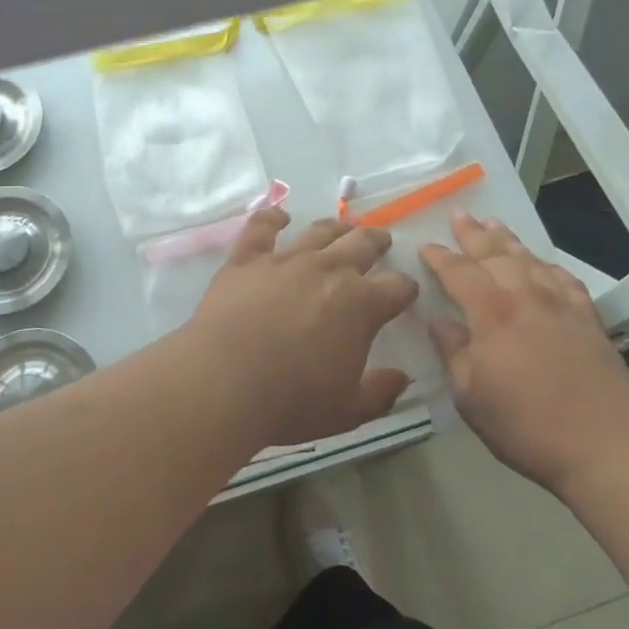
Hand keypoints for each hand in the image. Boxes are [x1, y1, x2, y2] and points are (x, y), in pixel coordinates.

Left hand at [188, 209, 419, 446]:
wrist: (224, 384)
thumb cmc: (291, 402)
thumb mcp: (347, 411)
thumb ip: (380, 392)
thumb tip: (401, 378)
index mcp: (361, 305)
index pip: (396, 287)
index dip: (404, 289)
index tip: (404, 293)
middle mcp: (328, 270)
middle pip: (362, 244)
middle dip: (376, 242)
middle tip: (381, 241)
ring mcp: (285, 260)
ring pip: (319, 232)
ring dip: (336, 227)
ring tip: (343, 227)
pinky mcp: (246, 260)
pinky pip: (261, 228)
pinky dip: (272, 218)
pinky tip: (279, 217)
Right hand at [419, 210, 628, 487]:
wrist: (605, 444)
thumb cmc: (525, 424)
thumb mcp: (470, 395)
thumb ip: (452, 352)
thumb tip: (438, 321)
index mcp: (492, 312)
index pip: (459, 272)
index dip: (439, 257)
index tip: (424, 245)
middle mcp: (526, 297)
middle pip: (496, 255)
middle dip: (474, 234)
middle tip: (460, 214)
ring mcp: (561, 305)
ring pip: (530, 260)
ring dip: (509, 241)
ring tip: (495, 225)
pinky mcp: (588, 319)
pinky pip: (563, 279)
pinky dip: (547, 265)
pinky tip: (543, 265)